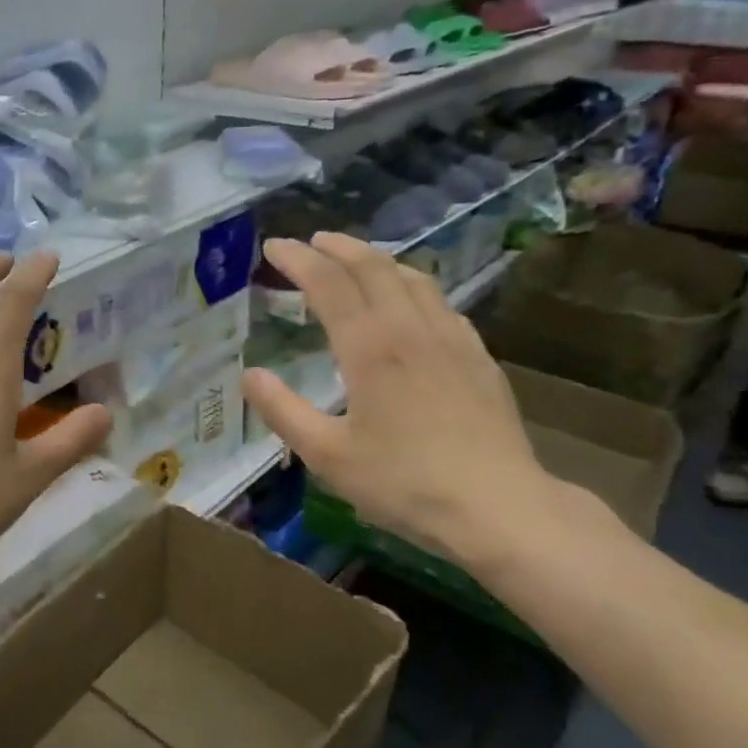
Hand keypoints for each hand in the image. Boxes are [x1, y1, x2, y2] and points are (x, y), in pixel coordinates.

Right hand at [241, 233, 557, 564]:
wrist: (497, 506)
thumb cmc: (404, 483)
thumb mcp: (327, 455)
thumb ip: (283, 411)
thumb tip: (250, 375)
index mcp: (370, 348)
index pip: (329, 285)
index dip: (298, 260)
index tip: (275, 247)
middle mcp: (411, 329)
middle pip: (372, 268)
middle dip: (337, 247)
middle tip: (311, 241)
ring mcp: (451, 339)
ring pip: (411, 278)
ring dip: (377, 259)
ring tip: (355, 258)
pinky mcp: (477, 356)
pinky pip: (440, 301)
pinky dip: (412, 284)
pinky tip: (411, 300)